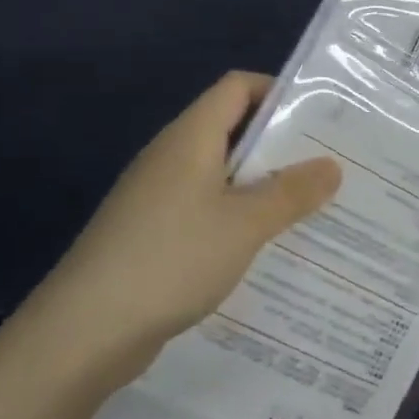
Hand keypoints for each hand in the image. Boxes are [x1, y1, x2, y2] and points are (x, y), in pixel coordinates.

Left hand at [11, 72, 340, 384]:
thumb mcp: (246, 223)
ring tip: (309, 208)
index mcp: (190, 138)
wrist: (86, 330)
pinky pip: (206, 210)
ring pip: (221, 175)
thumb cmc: (173, 258)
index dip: (278, 92)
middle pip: (232, 130)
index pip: (238, 87)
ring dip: (262, 186)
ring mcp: (157, 197)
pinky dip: (238, 218)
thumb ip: (292, 192)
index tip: (321, 118)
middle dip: (281, 145)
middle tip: (329, 167)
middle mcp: (171, 157)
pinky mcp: (152, 233)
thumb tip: (332, 166)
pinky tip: (264, 246)